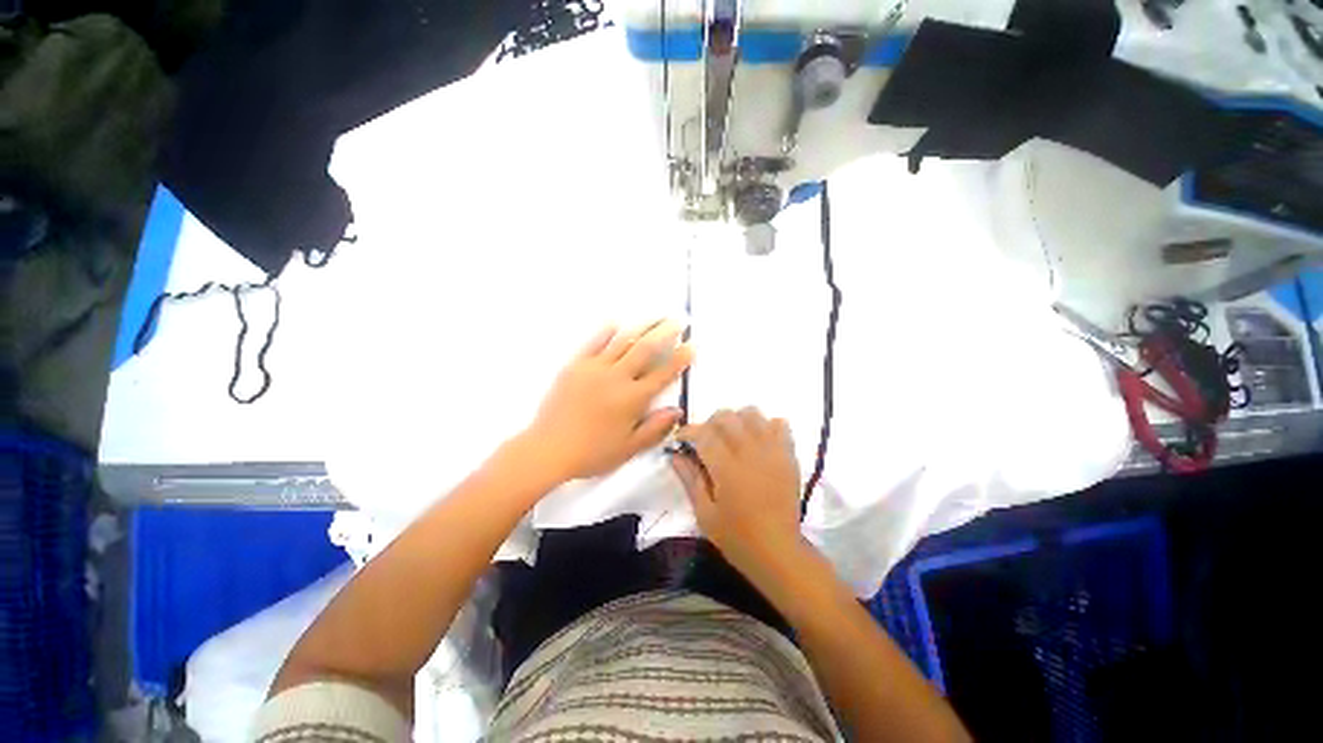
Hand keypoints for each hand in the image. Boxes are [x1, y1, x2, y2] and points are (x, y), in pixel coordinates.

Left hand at [523, 320, 693, 482]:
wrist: (548, 449)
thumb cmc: (592, 453)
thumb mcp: (629, 448)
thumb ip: (655, 428)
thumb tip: (677, 410)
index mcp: (633, 399)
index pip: (663, 373)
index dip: (680, 359)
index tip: (692, 345)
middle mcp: (617, 378)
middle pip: (646, 349)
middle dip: (665, 332)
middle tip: (679, 320)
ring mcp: (595, 368)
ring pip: (623, 341)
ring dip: (642, 326)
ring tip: (656, 316)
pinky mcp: (575, 365)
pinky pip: (593, 343)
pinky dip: (606, 332)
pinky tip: (616, 323)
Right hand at [671, 407, 806, 580]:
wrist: (779, 552)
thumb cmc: (737, 538)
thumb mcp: (704, 515)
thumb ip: (690, 480)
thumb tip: (675, 455)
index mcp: (726, 469)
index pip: (703, 433)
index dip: (687, 431)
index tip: (680, 440)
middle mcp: (750, 453)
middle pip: (727, 416)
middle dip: (710, 423)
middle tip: (705, 440)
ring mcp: (772, 452)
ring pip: (752, 413)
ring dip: (737, 420)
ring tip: (732, 438)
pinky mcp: (789, 456)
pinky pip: (780, 424)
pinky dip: (766, 426)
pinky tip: (758, 442)